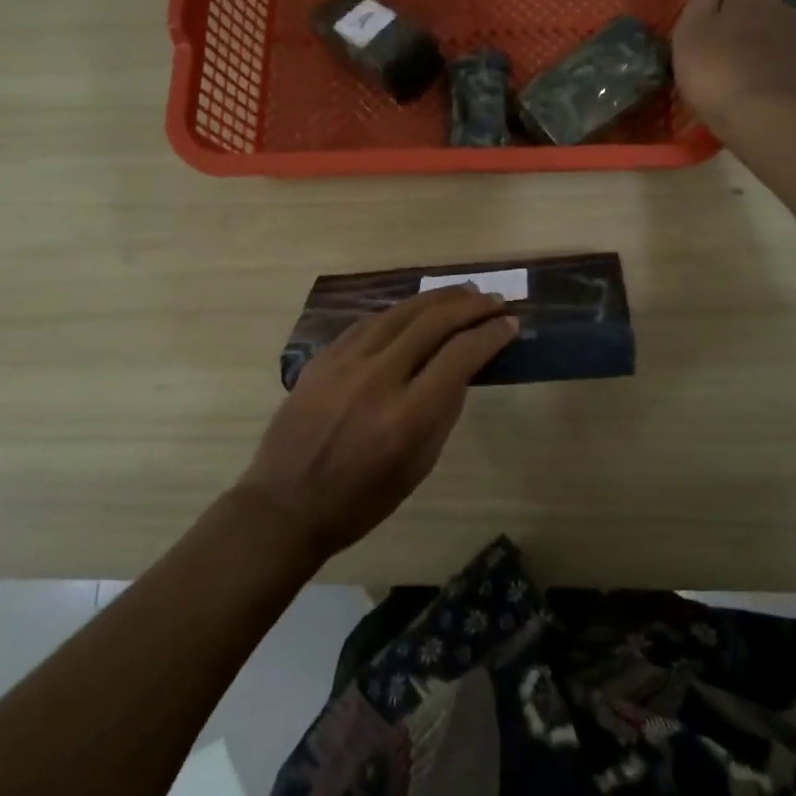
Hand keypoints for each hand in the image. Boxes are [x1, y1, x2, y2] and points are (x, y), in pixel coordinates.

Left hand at [234, 285, 517, 560]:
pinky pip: (368, 322)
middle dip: (469, 306)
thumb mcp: (418, 466)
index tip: (509, 324)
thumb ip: (443, 413)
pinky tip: (414, 308)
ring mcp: (345, 363)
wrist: (286, 504)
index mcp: (406, 417)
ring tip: (462, 291)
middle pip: (432, 323)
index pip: (459, 356)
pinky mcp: (323, 358)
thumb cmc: (361, 500)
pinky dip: (398, 311)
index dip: (490, 335)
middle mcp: (377, 380)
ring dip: (436, 298)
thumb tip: (462, 368)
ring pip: (399, 313)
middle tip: (493, 300)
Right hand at [672, 0, 795, 129]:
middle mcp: (781, 5)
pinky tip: (732, 70)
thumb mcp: (696, 24)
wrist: (764, 122)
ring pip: (763, 17)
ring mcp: (791, 38)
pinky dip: (750, 50)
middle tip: (700, 14)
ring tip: (714, 46)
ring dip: (741, 23)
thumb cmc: (718, 68)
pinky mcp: (792, 68)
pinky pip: (768, 47)